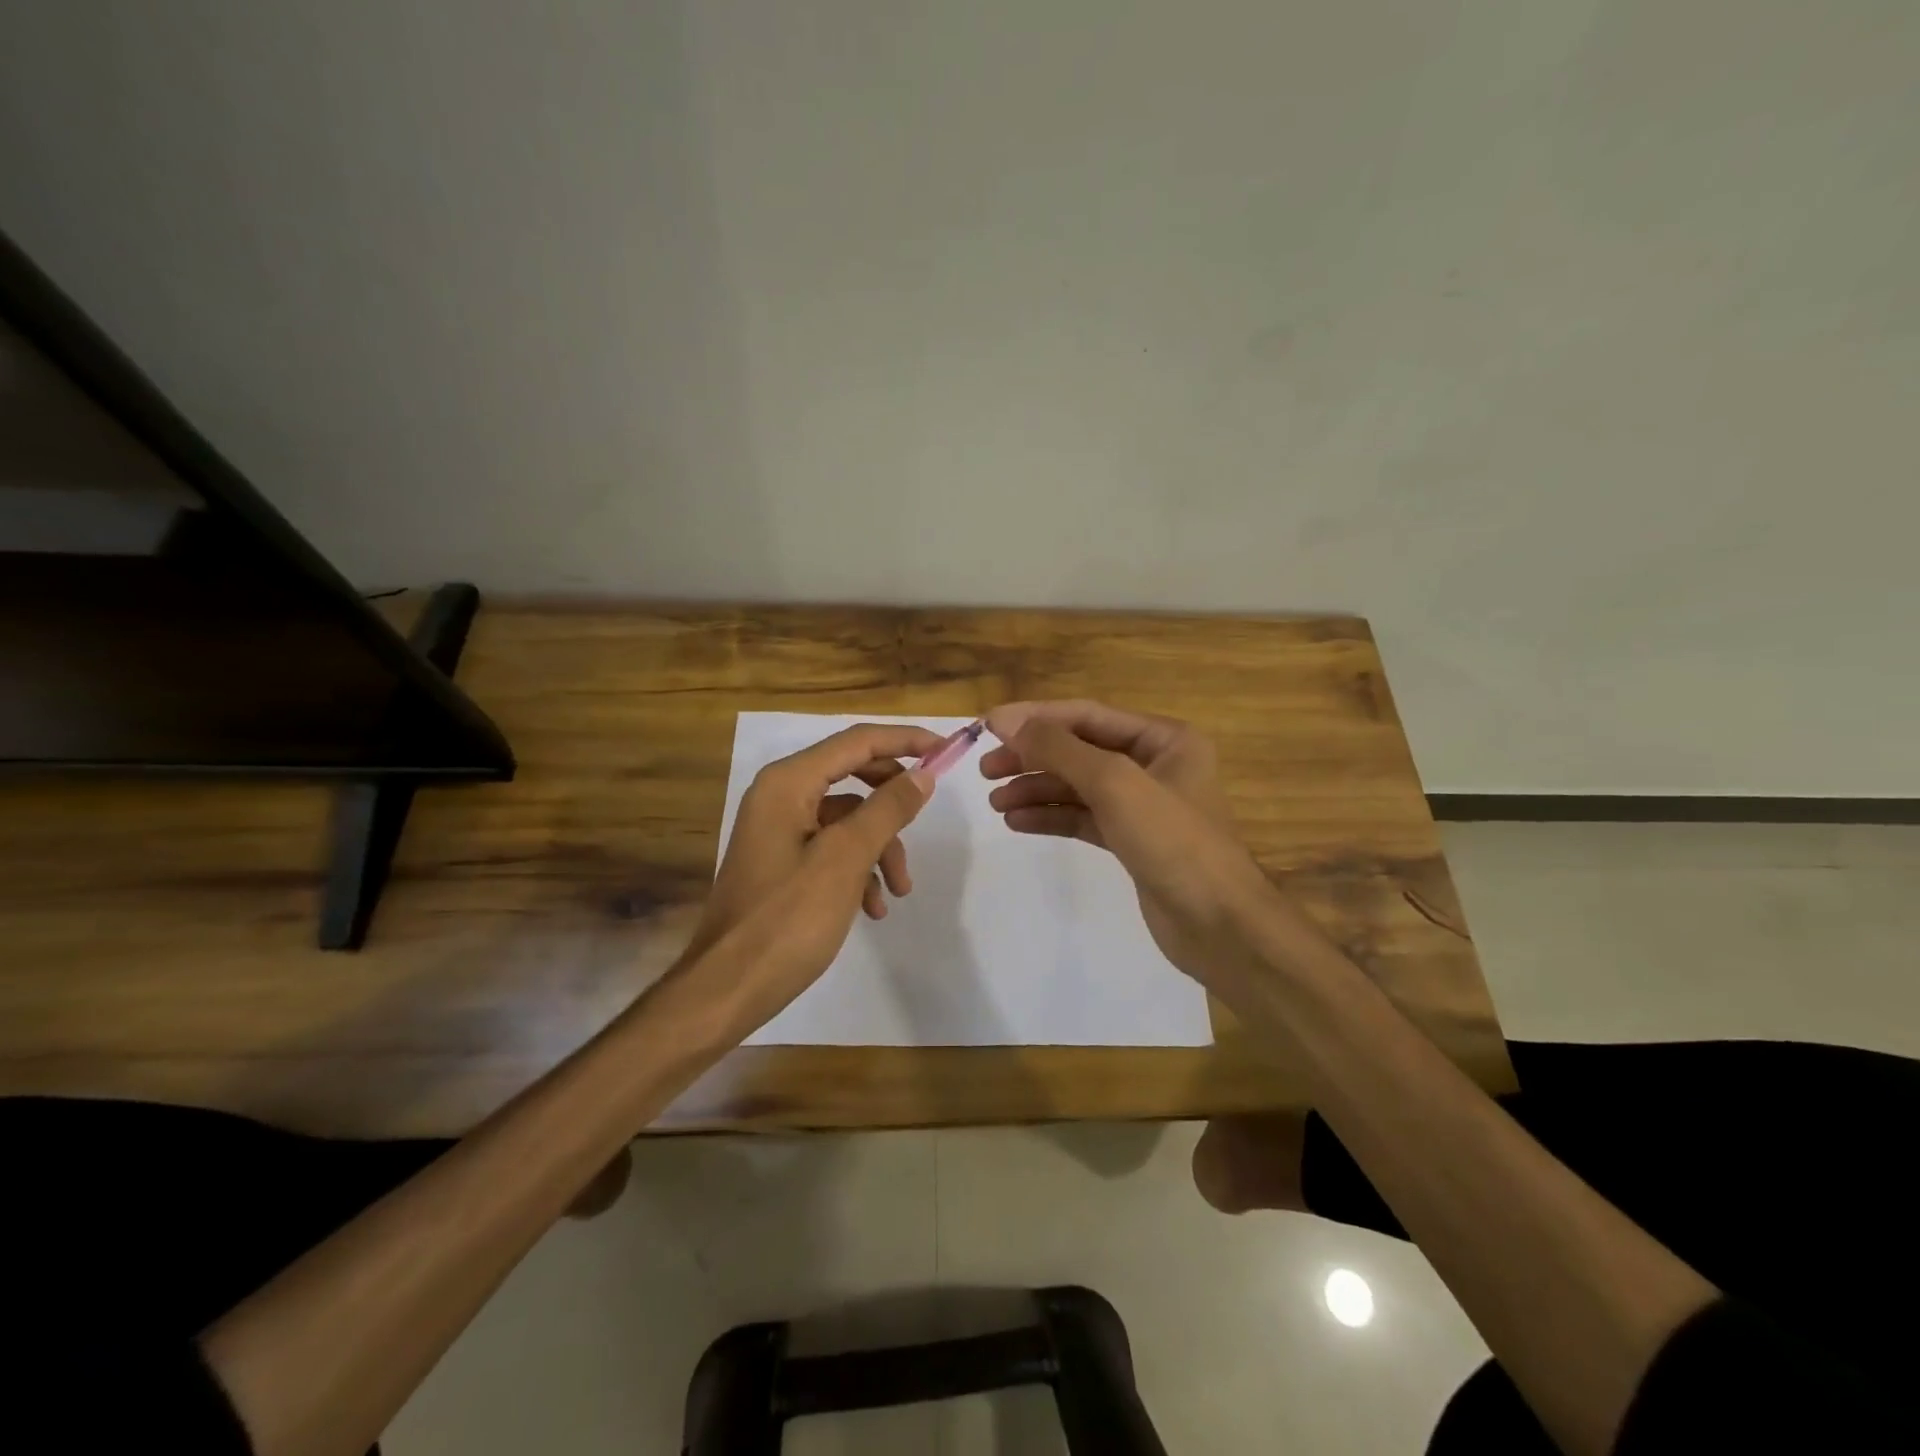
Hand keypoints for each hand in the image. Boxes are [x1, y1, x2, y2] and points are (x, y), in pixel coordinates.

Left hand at [682, 722, 941, 1035]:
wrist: (728, 988)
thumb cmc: (787, 919)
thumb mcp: (845, 860)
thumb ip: (887, 810)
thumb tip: (923, 774)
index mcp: (788, 783)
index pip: (857, 741)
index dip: (905, 740)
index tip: (947, 748)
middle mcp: (780, 795)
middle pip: (853, 776)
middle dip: (893, 803)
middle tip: (926, 817)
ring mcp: (779, 829)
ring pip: (848, 818)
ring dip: (880, 847)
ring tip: (900, 891)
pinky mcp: (782, 861)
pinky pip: (832, 848)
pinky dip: (858, 870)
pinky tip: (873, 908)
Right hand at [980, 700, 1276, 989]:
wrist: (1219, 925)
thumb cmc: (1173, 841)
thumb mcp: (1115, 783)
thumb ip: (1061, 749)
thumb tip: (1010, 723)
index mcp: (1163, 739)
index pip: (1087, 715)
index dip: (1036, 718)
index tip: (988, 726)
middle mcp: (1154, 764)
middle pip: (1079, 750)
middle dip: (1032, 756)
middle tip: (986, 769)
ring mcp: (1142, 805)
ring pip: (1077, 786)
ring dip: (1036, 789)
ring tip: (995, 801)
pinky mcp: (1131, 840)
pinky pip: (1082, 817)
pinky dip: (1051, 817)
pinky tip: (1017, 822)